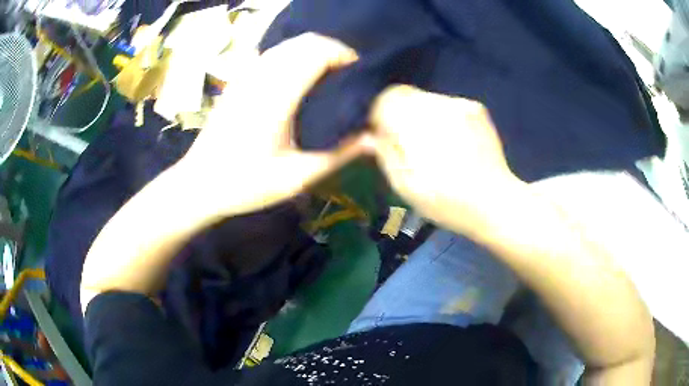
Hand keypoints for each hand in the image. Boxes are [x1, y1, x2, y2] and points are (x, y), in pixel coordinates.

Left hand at [179, 34, 369, 216]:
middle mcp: (261, 77)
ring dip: (312, 51)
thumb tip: (376, 140)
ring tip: (328, 74)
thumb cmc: (246, 184)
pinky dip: (292, 56)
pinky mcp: (237, 82)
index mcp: (277, 95)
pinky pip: (271, 55)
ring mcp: (246, 76)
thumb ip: (339, 155)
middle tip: (348, 73)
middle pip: (304, 42)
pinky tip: (297, 78)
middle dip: (332, 49)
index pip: (316, 52)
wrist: (199, 184)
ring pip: (286, 45)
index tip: (359, 72)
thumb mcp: (297, 177)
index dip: (343, 54)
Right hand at [368, 85, 521, 235]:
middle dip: (401, 115)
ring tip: (435, 146)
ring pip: (426, 99)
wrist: (495, 202)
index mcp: (417, 126)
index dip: (381, 116)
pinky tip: (453, 142)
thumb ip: (384, 155)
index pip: (386, 99)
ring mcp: (460, 105)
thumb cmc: (447, 202)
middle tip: (410, 144)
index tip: (386, 136)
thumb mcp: (405, 187)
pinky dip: (442, 118)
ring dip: (422, 116)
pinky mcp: (476, 108)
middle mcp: (438, 107)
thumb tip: (367, 135)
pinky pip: (446, 104)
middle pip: (406, 96)